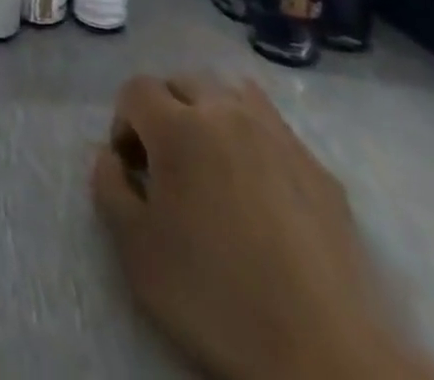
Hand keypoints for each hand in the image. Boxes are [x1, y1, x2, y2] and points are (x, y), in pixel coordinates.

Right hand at [92, 75, 433, 379]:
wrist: (324, 355)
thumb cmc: (216, 297)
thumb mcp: (136, 250)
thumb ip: (109, 187)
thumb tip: (111, 156)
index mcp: (179, 126)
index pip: (136, 89)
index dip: (124, 122)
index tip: (131, 168)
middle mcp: (227, 112)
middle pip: (183, 81)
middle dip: (165, 110)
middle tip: (167, 164)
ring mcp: (280, 136)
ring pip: (232, 94)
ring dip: (211, 114)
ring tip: (212, 164)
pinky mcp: (320, 168)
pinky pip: (274, 128)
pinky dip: (254, 140)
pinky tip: (259, 189)